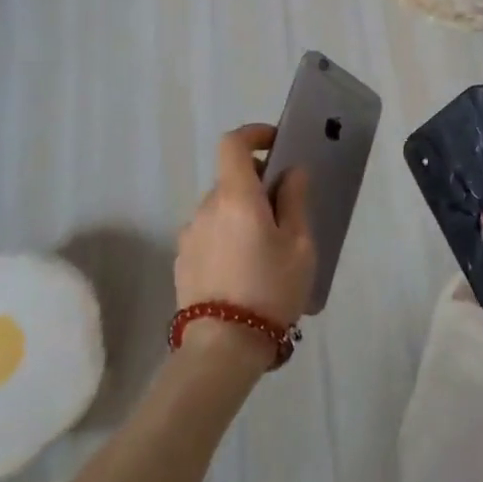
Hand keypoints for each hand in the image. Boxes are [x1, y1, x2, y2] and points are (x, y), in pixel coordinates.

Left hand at [175, 124, 315, 341]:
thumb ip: (295, 201)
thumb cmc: (271, 289)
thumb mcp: (299, 245)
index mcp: (236, 197)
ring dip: (242, 214)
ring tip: (266, 250)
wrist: (223, 347)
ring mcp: (189, 235)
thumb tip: (291, 172)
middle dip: (257, 185)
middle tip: (285, 213)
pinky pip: (209, 234)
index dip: (254, 135)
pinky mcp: (182, 260)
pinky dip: (227, 236)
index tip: (276, 144)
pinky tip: (244, 270)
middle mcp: (206, 208)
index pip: (233, 144)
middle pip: (231, 180)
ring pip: (220, 209)